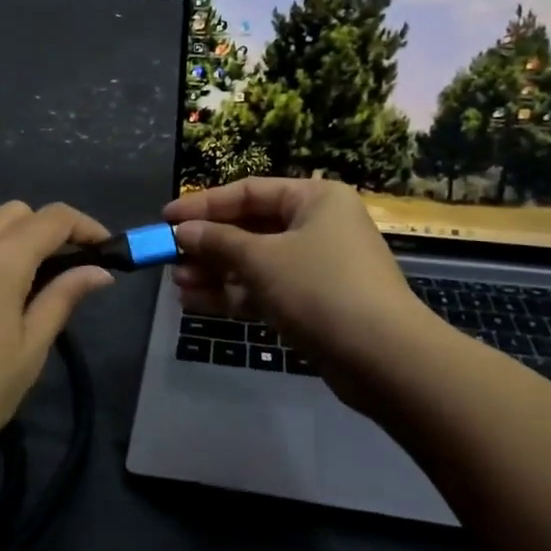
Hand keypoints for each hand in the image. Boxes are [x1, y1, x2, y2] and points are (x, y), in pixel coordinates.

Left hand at [0, 202, 115, 476]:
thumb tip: (99, 271)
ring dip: (6, 232)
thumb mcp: (29, 350)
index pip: (54, 218)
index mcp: (1, 258)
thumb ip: (63, 298)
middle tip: (62, 269)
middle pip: (17, 212)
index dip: (85, 226)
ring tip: (16, 272)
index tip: (104, 247)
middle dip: (46, 231)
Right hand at [163, 179, 444, 415]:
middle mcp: (316, 226)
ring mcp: (315, 267)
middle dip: (208, 244)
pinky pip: (264, 290)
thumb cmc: (321, 288)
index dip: (204, 204)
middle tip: (169, 256)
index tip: (166, 217)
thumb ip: (218, 241)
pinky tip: (195, 302)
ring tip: (177, 283)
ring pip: (254, 262)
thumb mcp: (262, 258)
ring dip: (215, 272)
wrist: (384, 358)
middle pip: (249, 228)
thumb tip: (182, 231)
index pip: (248, 191)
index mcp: (314, 199)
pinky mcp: (312, 304)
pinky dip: (232, 295)